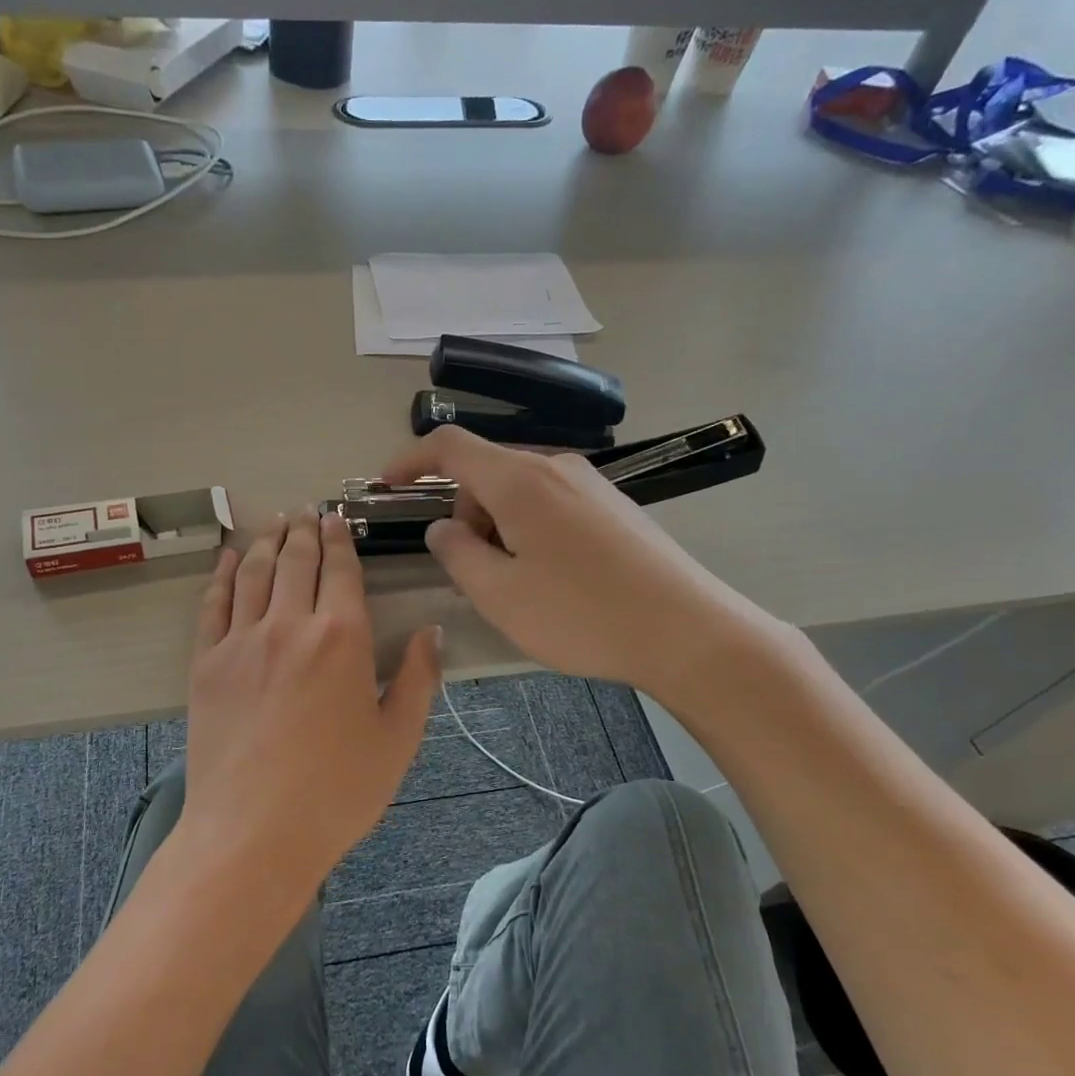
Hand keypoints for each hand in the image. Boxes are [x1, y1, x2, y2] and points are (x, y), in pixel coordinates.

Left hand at [182, 508, 441, 893]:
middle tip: (304, 511)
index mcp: (342, 637)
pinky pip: (212, 604)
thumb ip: (418, 679)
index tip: (335, 518)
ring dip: (265, 542)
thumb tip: (431, 634)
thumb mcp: (397, 740)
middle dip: (302, 531)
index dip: (338, 540)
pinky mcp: (206, 664)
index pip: (340, 570)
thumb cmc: (337, 792)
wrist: (253, 833)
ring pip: (253, 573)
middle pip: (295, 562)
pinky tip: (226, 559)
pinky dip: (220, 575)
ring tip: (273, 524)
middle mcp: (289, 625)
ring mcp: (241, 642)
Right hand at [381, 427, 780, 690]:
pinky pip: (550, 502)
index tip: (387, 486)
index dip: (410, 460)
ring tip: (516, 584)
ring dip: (497, 526)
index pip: (449, 445)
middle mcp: (554, 467)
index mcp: (519, 480)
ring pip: (518, 490)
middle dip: (463, 513)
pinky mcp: (612, 505)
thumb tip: (442, 527)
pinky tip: (552, 577)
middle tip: (472, 573)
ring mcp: (589, 483)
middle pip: (485, 472)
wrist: (687, 630)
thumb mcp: (500, 594)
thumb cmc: (582, 614)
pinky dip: (529, 528)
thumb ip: (457, 554)